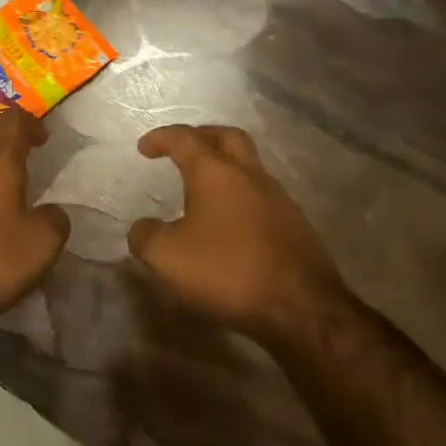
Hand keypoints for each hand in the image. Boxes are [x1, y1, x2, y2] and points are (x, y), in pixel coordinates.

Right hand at [127, 125, 345, 338]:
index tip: (144, 147)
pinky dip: (241, 198)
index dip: (161, 138)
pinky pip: (262, 197)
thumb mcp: (166, 258)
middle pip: (227, 138)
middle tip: (182, 149)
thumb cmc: (227, 271)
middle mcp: (250, 176)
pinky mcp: (296, 226)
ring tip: (204, 191)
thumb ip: (145, 237)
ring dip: (225, 169)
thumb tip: (144, 228)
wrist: (302, 309)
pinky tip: (230, 224)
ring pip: (249, 167)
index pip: (185, 139)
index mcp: (215, 173)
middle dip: (201, 137)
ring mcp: (278, 199)